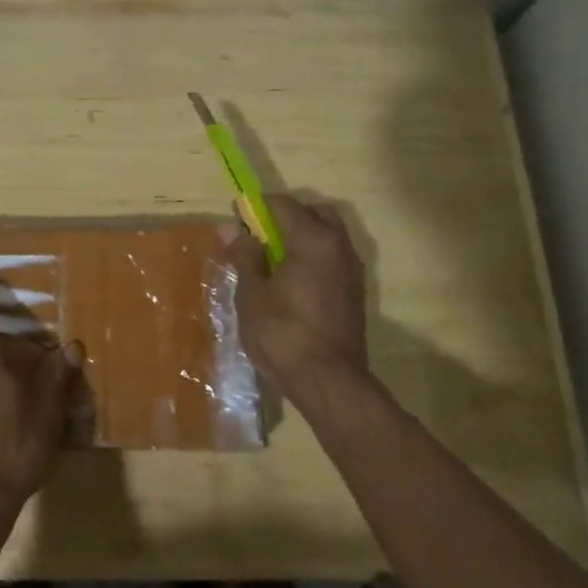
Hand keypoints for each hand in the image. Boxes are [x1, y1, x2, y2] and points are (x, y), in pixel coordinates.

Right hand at [227, 194, 370, 412]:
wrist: (329, 383)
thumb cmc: (283, 334)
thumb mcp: (252, 294)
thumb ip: (245, 256)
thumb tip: (231, 227)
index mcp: (313, 240)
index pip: (283, 204)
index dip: (256, 207)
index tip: (236, 219)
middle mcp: (339, 247)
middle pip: (315, 213)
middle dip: (287, 217)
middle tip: (260, 238)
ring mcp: (352, 270)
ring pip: (328, 236)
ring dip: (302, 238)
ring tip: (273, 262)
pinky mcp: (355, 293)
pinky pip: (333, 259)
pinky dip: (314, 258)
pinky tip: (292, 283)